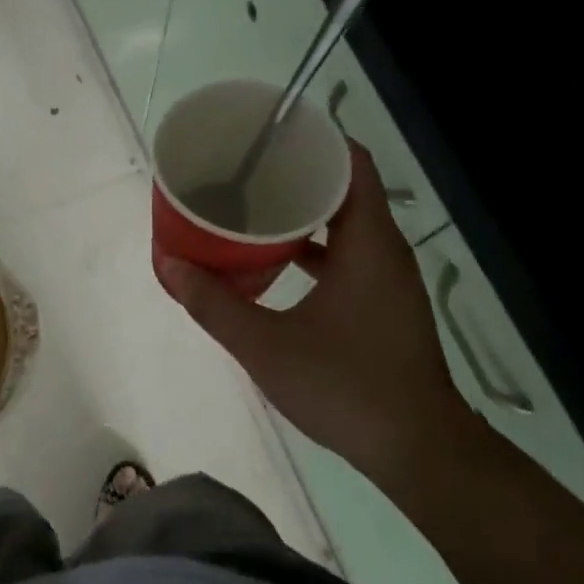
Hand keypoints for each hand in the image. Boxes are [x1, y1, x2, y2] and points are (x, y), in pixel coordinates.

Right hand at [160, 142, 474, 488]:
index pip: (350, 162)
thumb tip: (167, 262)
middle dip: (296, 173)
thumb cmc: (344, 386)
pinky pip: (349, 254)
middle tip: (244, 170)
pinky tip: (277, 261)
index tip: (267, 134)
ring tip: (253, 207)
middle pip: (345, 188)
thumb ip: (212, 303)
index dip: (313, 140)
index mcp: (367, 243)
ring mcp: (388, 278)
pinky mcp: (385, 303)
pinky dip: (315, 247)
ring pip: (346, 224)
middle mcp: (385, 250)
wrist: (415, 449)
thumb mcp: (265, 345)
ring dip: (304, 212)